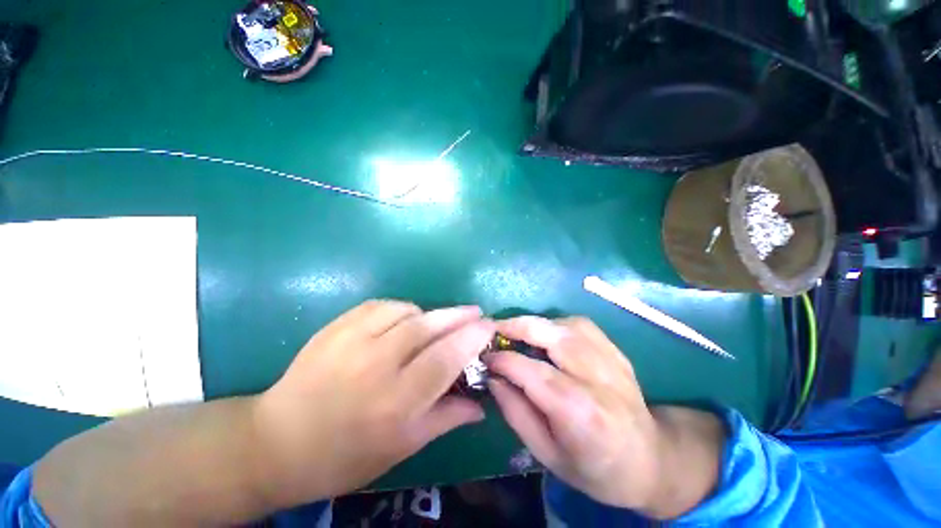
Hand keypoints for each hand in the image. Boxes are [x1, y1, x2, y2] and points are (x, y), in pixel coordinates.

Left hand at [252, 300, 494, 507]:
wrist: (278, 441)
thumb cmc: (345, 455)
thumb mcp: (401, 447)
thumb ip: (445, 419)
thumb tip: (480, 405)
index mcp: (395, 403)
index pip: (445, 358)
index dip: (472, 338)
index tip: (489, 326)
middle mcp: (376, 366)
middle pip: (428, 327)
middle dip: (458, 315)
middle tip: (475, 311)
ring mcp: (352, 341)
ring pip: (407, 311)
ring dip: (429, 314)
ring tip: (435, 324)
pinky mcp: (336, 326)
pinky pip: (381, 305)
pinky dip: (400, 309)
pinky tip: (402, 320)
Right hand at [485, 316, 723, 517]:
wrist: (650, 461)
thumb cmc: (595, 468)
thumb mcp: (547, 455)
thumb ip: (516, 413)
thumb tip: (492, 377)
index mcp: (581, 414)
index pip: (533, 373)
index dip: (503, 360)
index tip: (485, 356)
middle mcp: (599, 380)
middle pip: (554, 338)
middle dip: (518, 326)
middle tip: (494, 329)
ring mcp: (612, 361)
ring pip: (567, 325)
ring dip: (536, 323)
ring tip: (517, 332)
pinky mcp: (616, 351)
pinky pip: (582, 324)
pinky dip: (557, 323)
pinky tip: (547, 333)